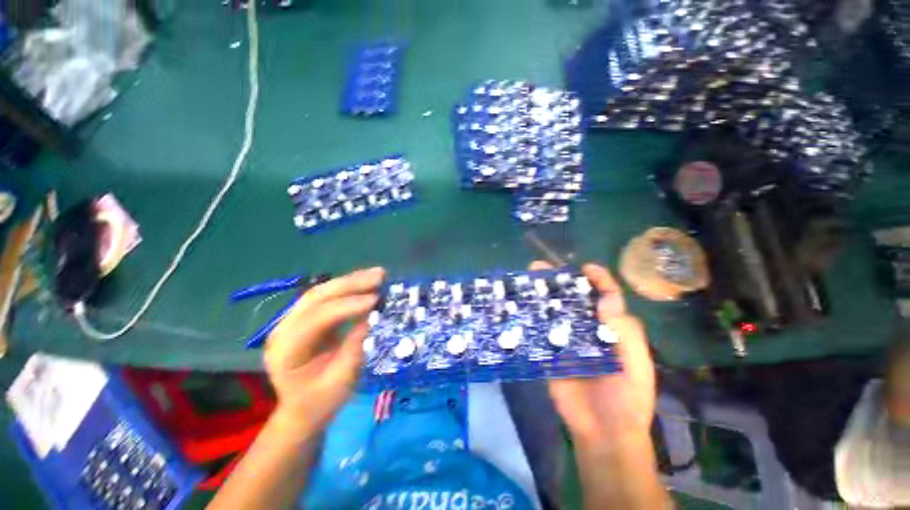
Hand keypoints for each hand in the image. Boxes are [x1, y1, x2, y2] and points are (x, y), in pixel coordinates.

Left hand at [263, 267, 384, 438]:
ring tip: (378, 273)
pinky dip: (349, 286)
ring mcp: (291, 320)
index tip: (376, 299)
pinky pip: (327, 296)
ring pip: (321, 291)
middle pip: (316, 297)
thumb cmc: (322, 401)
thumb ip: (356, 346)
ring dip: (351, 280)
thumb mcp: (342, 379)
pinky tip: (366, 280)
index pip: (316, 319)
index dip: (347, 306)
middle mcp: (283, 329)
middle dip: (350, 284)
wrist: (303, 408)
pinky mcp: (304, 317)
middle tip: (380, 276)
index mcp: (286, 351)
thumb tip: (375, 316)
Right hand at [530, 261, 656, 444]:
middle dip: (558, 281)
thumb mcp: (635, 365)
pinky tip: (517, 306)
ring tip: (524, 282)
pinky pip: (538, 332)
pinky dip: (529, 318)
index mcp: (610, 328)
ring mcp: (565, 340)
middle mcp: (587, 329)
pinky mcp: (548, 352)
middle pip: (573, 299)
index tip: (585, 268)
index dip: (598, 279)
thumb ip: (624, 332)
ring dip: (540, 296)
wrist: (602, 433)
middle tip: (540, 268)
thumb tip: (606, 299)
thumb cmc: (626, 398)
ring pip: (553, 312)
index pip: (606, 296)